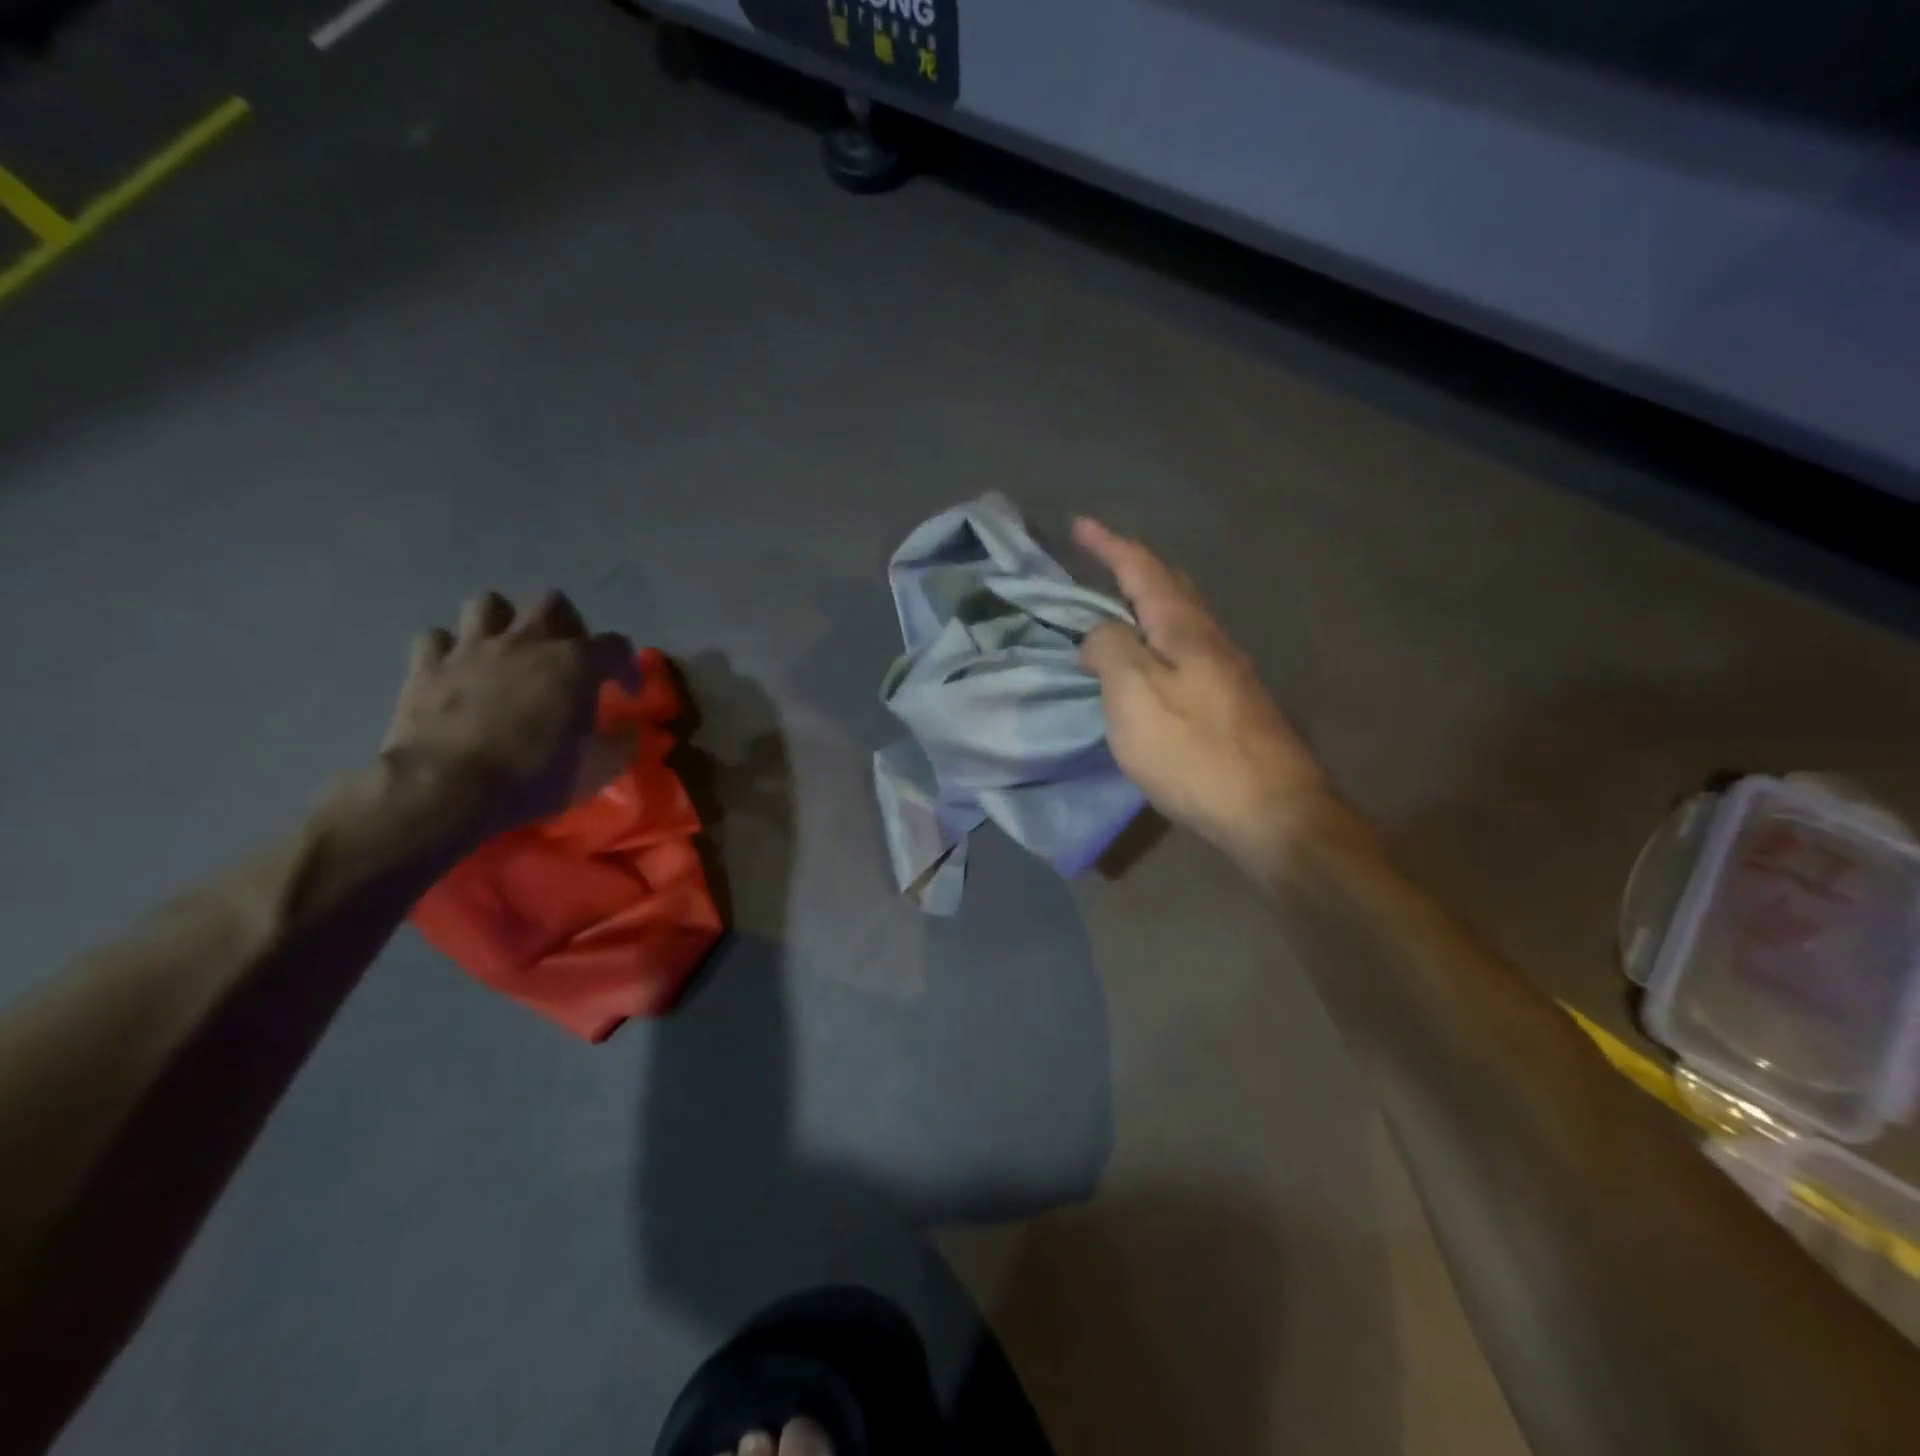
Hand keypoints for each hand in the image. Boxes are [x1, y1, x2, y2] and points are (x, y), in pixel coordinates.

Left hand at [381, 591, 637, 842]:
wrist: (447, 791)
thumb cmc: (533, 777)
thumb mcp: (597, 768)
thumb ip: (620, 743)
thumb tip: (628, 730)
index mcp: (575, 662)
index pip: (616, 646)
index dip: (627, 668)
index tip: (627, 693)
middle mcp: (526, 641)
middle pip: (552, 603)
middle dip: (567, 626)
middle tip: (568, 659)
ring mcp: (471, 649)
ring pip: (488, 604)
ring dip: (503, 623)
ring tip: (511, 652)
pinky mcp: (427, 667)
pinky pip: (437, 639)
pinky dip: (451, 650)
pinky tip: (459, 670)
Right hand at [1076, 519, 1327, 868]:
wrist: (1271, 812)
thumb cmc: (1194, 750)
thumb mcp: (1135, 694)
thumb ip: (1111, 649)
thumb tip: (1101, 634)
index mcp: (1185, 628)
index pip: (1143, 569)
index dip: (1109, 545)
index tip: (1081, 524)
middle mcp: (1213, 639)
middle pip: (1173, 586)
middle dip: (1135, 566)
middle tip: (1103, 558)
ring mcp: (1230, 672)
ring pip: (1183, 620)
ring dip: (1149, 603)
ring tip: (1119, 608)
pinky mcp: (1234, 704)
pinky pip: (1187, 652)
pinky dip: (1159, 640)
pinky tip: (1152, 662)